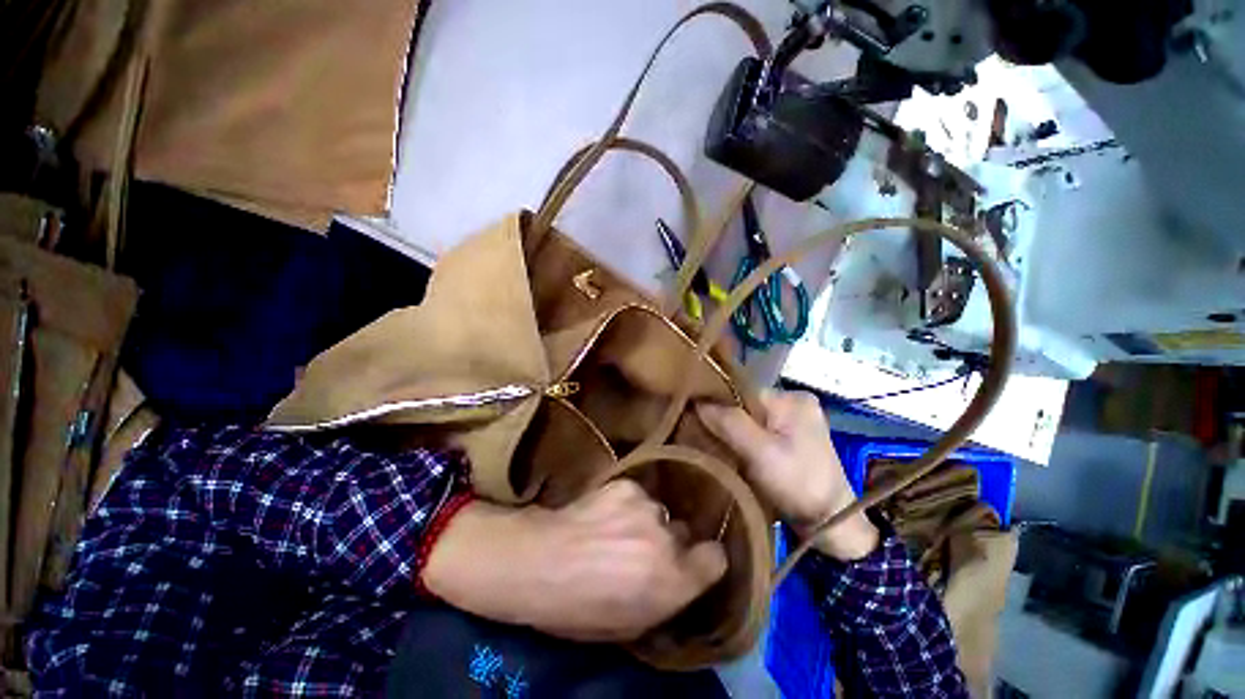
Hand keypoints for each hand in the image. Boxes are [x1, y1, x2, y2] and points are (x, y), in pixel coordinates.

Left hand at [422, 480, 726, 640]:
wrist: (538, 562)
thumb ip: (666, 598)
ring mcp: (645, 504)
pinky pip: (636, 495)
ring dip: (645, 521)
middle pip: (684, 532)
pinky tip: (602, 514)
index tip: (692, 563)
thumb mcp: (631, 625)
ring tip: (614, 531)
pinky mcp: (624, 484)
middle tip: (641, 551)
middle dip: (669, 543)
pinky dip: (626, 504)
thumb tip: (680, 576)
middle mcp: (666, 536)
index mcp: (672, 579)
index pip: (717, 558)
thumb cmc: (579, 609)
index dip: (704, 561)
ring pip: (658, 511)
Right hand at [696, 389, 878, 559]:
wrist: (833, 525)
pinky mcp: (791, 436)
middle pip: (743, 403)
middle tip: (700, 433)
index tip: (692, 416)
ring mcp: (793, 420)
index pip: (740, 389)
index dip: (715, 402)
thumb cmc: (799, 487)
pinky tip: (731, 450)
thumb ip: (730, 423)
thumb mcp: (761, 454)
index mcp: (791, 399)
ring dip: (731, 430)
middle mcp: (793, 402)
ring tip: (712, 443)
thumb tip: (698, 401)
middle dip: (722, 418)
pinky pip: (756, 429)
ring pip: (747, 417)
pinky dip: (742, 438)